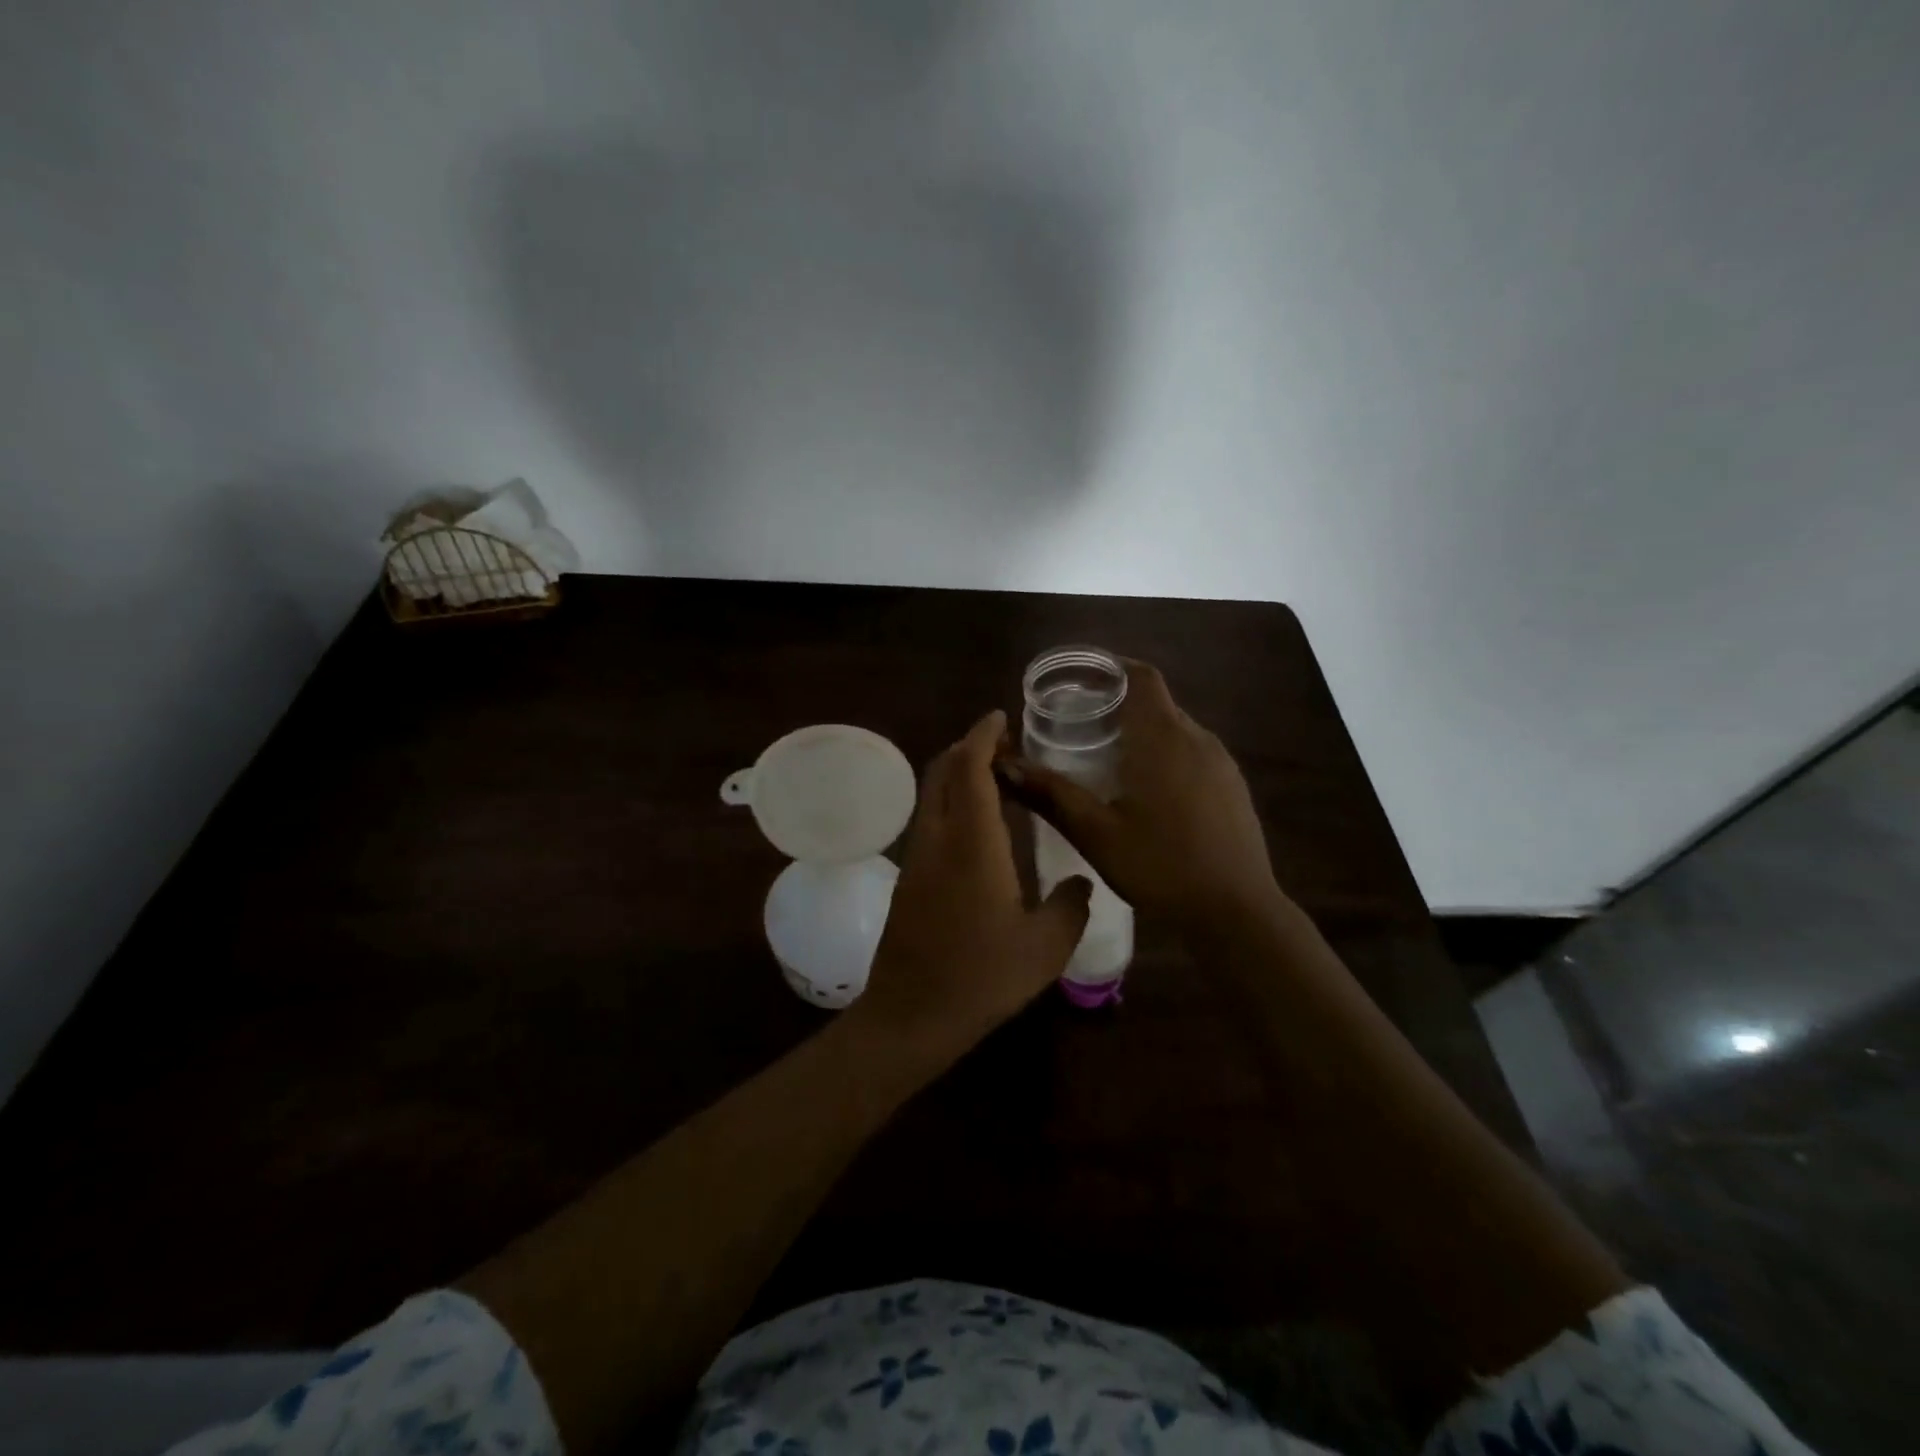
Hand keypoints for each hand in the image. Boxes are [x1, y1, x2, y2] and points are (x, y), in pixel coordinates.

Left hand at [853, 710, 1092, 1054]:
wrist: (910, 1015)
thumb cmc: (981, 978)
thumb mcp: (1045, 947)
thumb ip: (1071, 905)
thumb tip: (1081, 881)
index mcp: (972, 843)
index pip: (970, 768)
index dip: (983, 735)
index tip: (1001, 716)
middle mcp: (938, 838)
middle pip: (943, 771)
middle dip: (970, 747)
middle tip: (1006, 746)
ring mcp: (917, 857)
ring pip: (932, 795)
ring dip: (958, 774)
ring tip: (997, 779)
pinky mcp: (909, 878)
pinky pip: (930, 819)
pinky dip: (952, 802)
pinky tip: (979, 826)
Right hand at [996, 660, 1283, 931]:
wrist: (1237, 913)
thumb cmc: (1161, 866)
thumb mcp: (1096, 833)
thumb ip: (1051, 794)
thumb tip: (1004, 765)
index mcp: (1163, 738)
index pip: (1142, 677)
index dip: (1112, 668)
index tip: (1081, 677)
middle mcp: (1197, 738)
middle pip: (1157, 701)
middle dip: (1120, 701)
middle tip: (1080, 720)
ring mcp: (1221, 763)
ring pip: (1177, 728)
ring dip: (1143, 729)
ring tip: (1106, 753)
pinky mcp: (1233, 787)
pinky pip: (1194, 752)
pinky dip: (1166, 752)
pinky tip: (1147, 789)